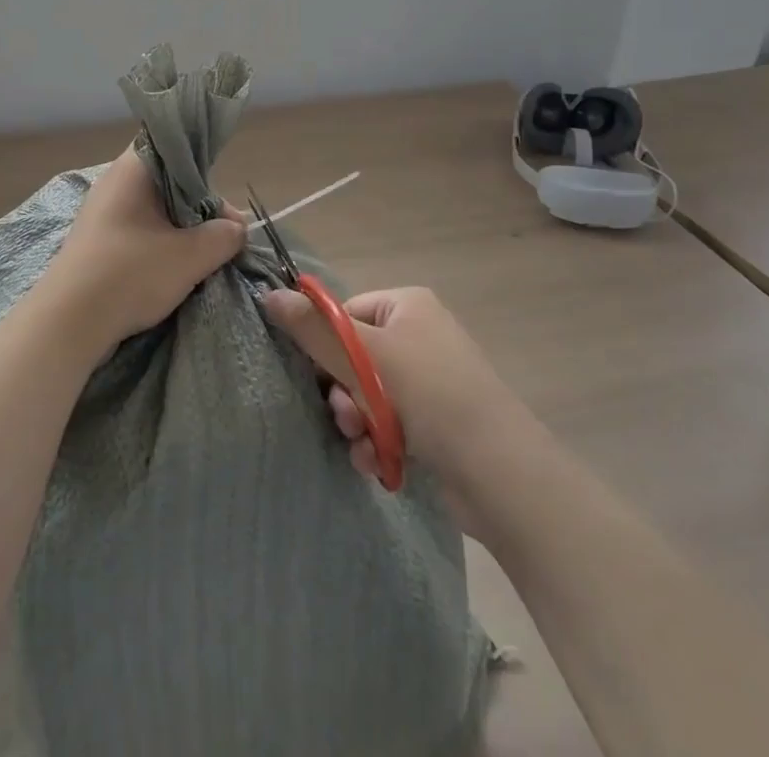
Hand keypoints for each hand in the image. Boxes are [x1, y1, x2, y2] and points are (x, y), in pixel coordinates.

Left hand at [34, 146, 246, 355]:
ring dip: (181, 230)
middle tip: (224, 236)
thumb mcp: (190, 256)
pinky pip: (139, 231)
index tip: (223, 198)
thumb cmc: (130, 274)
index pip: (173, 145)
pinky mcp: (97, 241)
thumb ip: (223, 236)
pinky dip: (160, 245)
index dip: (203, 167)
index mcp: (132, 169)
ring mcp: (102, 213)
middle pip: (169, 181)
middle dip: (199, 208)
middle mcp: (114, 182)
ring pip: (155, 210)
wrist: (68, 323)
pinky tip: (176, 269)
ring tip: (205, 256)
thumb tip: (237, 228)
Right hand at [262, 285, 529, 526]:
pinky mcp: (434, 422)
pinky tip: (375, 461)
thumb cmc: (430, 395)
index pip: (344, 314)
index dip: (326, 346)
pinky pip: (386, 422)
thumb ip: (314, 328)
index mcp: (408, 305)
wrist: (499, 474)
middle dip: (342, 392)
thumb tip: (268, 294)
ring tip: (363, 441)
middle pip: (352, 357)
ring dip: (355, 420)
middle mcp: (418, 335)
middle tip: (346, 415)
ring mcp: (428, 380)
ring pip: (365, 394)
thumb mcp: (365, 355)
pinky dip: (375, 441)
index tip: (318, 374)